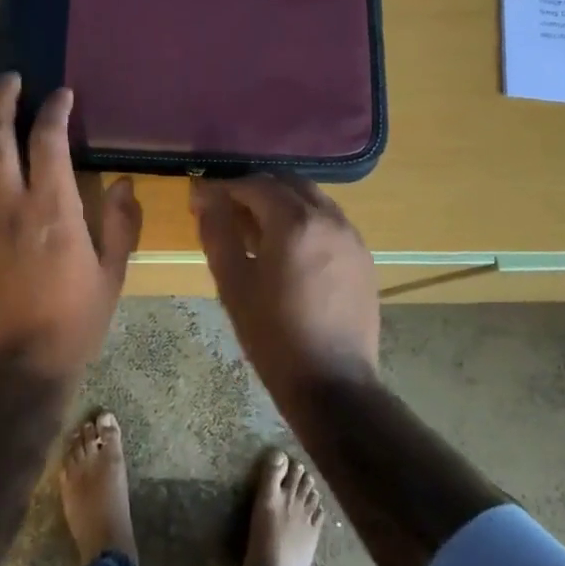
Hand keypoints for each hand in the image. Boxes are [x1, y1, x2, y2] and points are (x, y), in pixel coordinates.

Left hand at [0, 75, 141, 378]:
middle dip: (2, 101)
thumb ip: (121, 224)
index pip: (49, 142)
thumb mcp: (112, 274)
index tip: (62, 94)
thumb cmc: (74, 322)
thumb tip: (126, 183)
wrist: (18, 367)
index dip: (55, 110)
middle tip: (12, 80)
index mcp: (54, 210)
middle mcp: (11, 205)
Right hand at [190, 175, 379, 395]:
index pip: (255, 184)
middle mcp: (329, 218)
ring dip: (282, 202)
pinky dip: (305, 220)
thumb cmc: (273, 335)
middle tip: (228, 210)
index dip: (224, 187)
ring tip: (257, 230)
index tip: (201, 199)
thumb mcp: (233, 283)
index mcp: (295, 222)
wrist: (332, 383)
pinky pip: (330, 221)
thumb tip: (205, 196)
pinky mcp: (363, 256)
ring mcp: (352, 236)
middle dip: (255, 189)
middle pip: (287, 183)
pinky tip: (289, 249)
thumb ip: (218, 231)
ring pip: (312, 199)